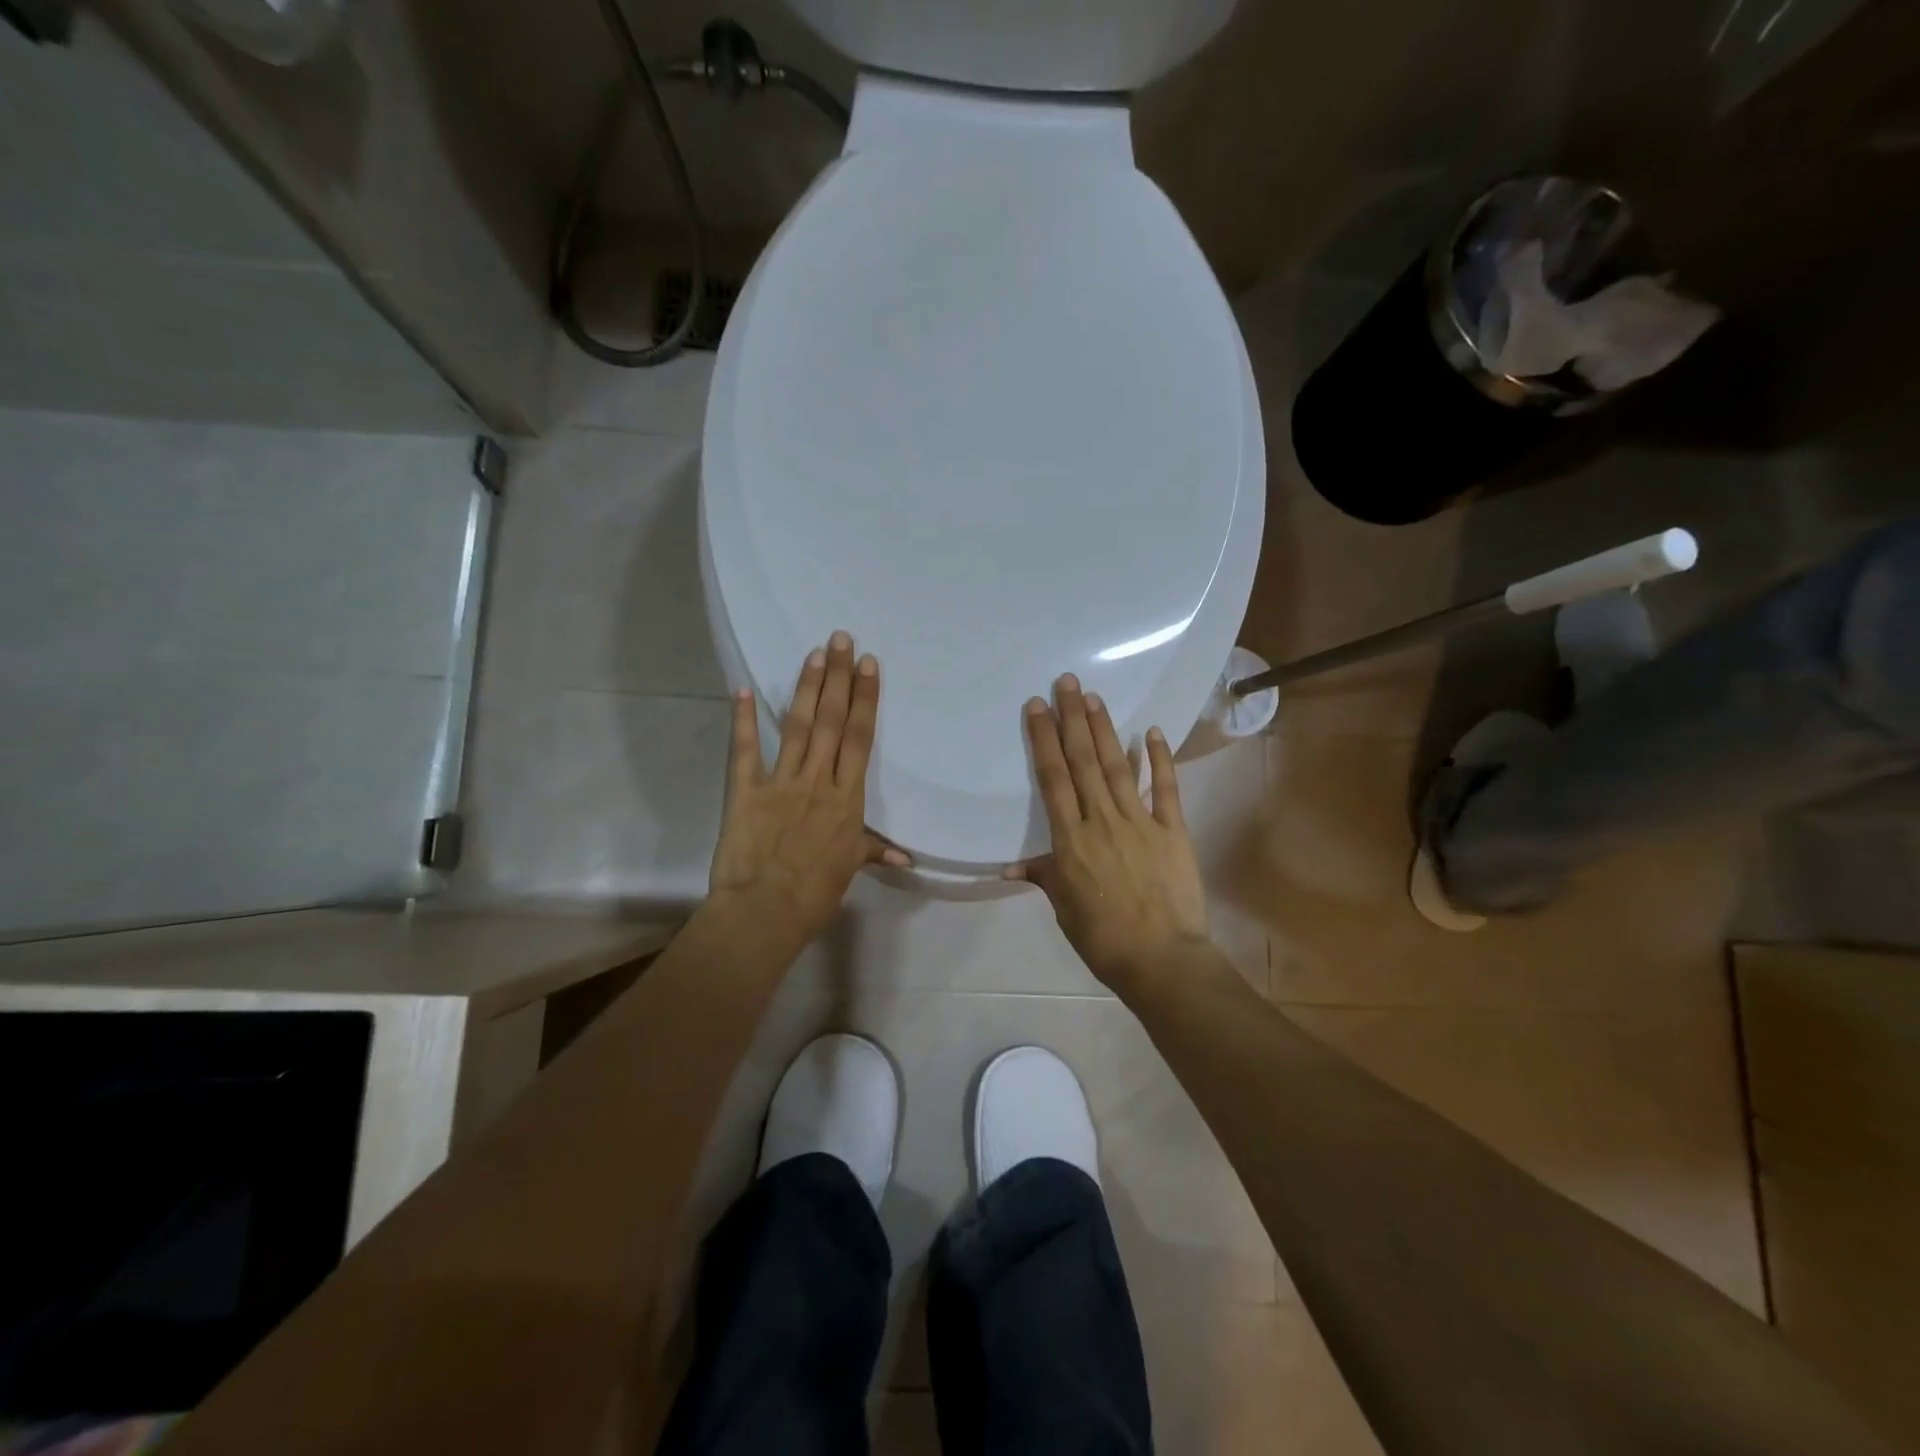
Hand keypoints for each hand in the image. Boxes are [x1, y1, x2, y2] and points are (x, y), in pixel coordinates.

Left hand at [709, 631, 908, 941]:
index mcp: (847, 798)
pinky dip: (743, 720)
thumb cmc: (814, 893)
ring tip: (814, 653)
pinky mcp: (746, 791)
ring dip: (807, 688)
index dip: (865, 699)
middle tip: (841, 639)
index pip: (860, 739)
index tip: (869, 665)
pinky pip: (746, 751)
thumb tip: (906, 857)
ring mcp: (781, 782)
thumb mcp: (850, 869)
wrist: (765, 912)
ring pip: (799, 727)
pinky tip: (743, 690)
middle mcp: (817, 780)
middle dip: (838, 677)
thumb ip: (873, 851)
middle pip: (832, 721)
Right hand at [1008, 674, 1210, 989]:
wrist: (1162, 960)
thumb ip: (1044, 876)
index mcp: (1071, 840)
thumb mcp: (1064, 908)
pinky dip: (1158, 759)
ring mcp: (1141, 822)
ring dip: (1105, 730)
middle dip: (1073, 719)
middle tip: (1067, 682)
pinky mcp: (1173, 830)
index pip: (1053, 779)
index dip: (1043, 740)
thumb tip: (1011, 866)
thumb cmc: (1103, 938)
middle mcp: (1102, 821)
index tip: (1037, 707)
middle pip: (1083, 762)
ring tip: (1094, 698)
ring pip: (1117, 767)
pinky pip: (1165, 789)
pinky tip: (1151, 731)